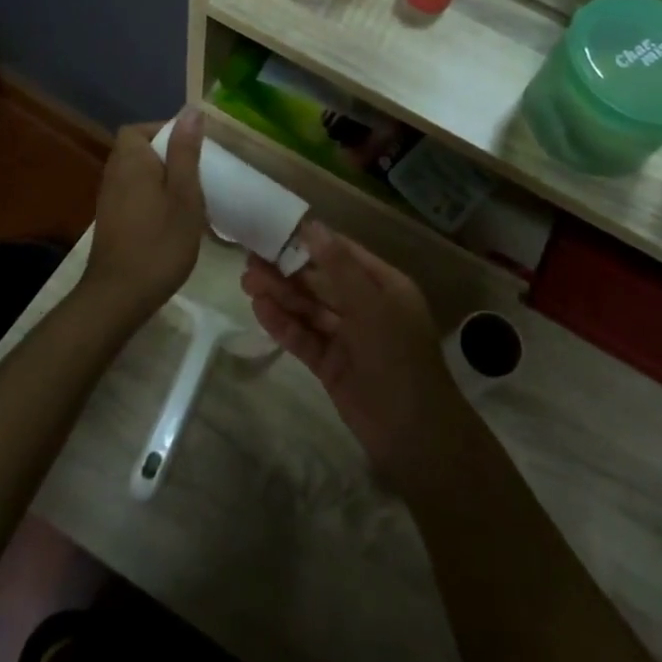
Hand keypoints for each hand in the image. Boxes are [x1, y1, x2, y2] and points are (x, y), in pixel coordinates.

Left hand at [83, 110, 205, 317]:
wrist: (119, 296)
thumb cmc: (159, 242)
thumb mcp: (184, 195)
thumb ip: (186, 152)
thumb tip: (191, 111)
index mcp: (131, 161)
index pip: (141, 129)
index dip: (166, 131)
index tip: (194, 148)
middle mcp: (114, 174)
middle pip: (138, 150)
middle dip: (167, 156)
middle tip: (197, 174)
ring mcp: (109, 199)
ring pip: (137, 174)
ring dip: (162, 179)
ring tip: (190, 196)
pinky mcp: (111, 221)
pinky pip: (134, 195)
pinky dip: (153, 198)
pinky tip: (172, 219)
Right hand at [241, 224, 472, 490]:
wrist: (414, 434)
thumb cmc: (399, 357)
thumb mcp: (371, 305)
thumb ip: (339, 267)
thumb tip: (312, 226)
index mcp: (385, 286)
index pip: (343, 254)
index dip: (311, 242)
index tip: (276, 230)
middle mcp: (366, 307)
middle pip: (321, 282)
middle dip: (288, 271)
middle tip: (250, 259)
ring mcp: (347, 338)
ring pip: (309, 310)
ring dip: (281, 295)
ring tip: (246, 281)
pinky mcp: (331, 366)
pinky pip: (304, 338)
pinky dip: (283, 324)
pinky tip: (259, 309)